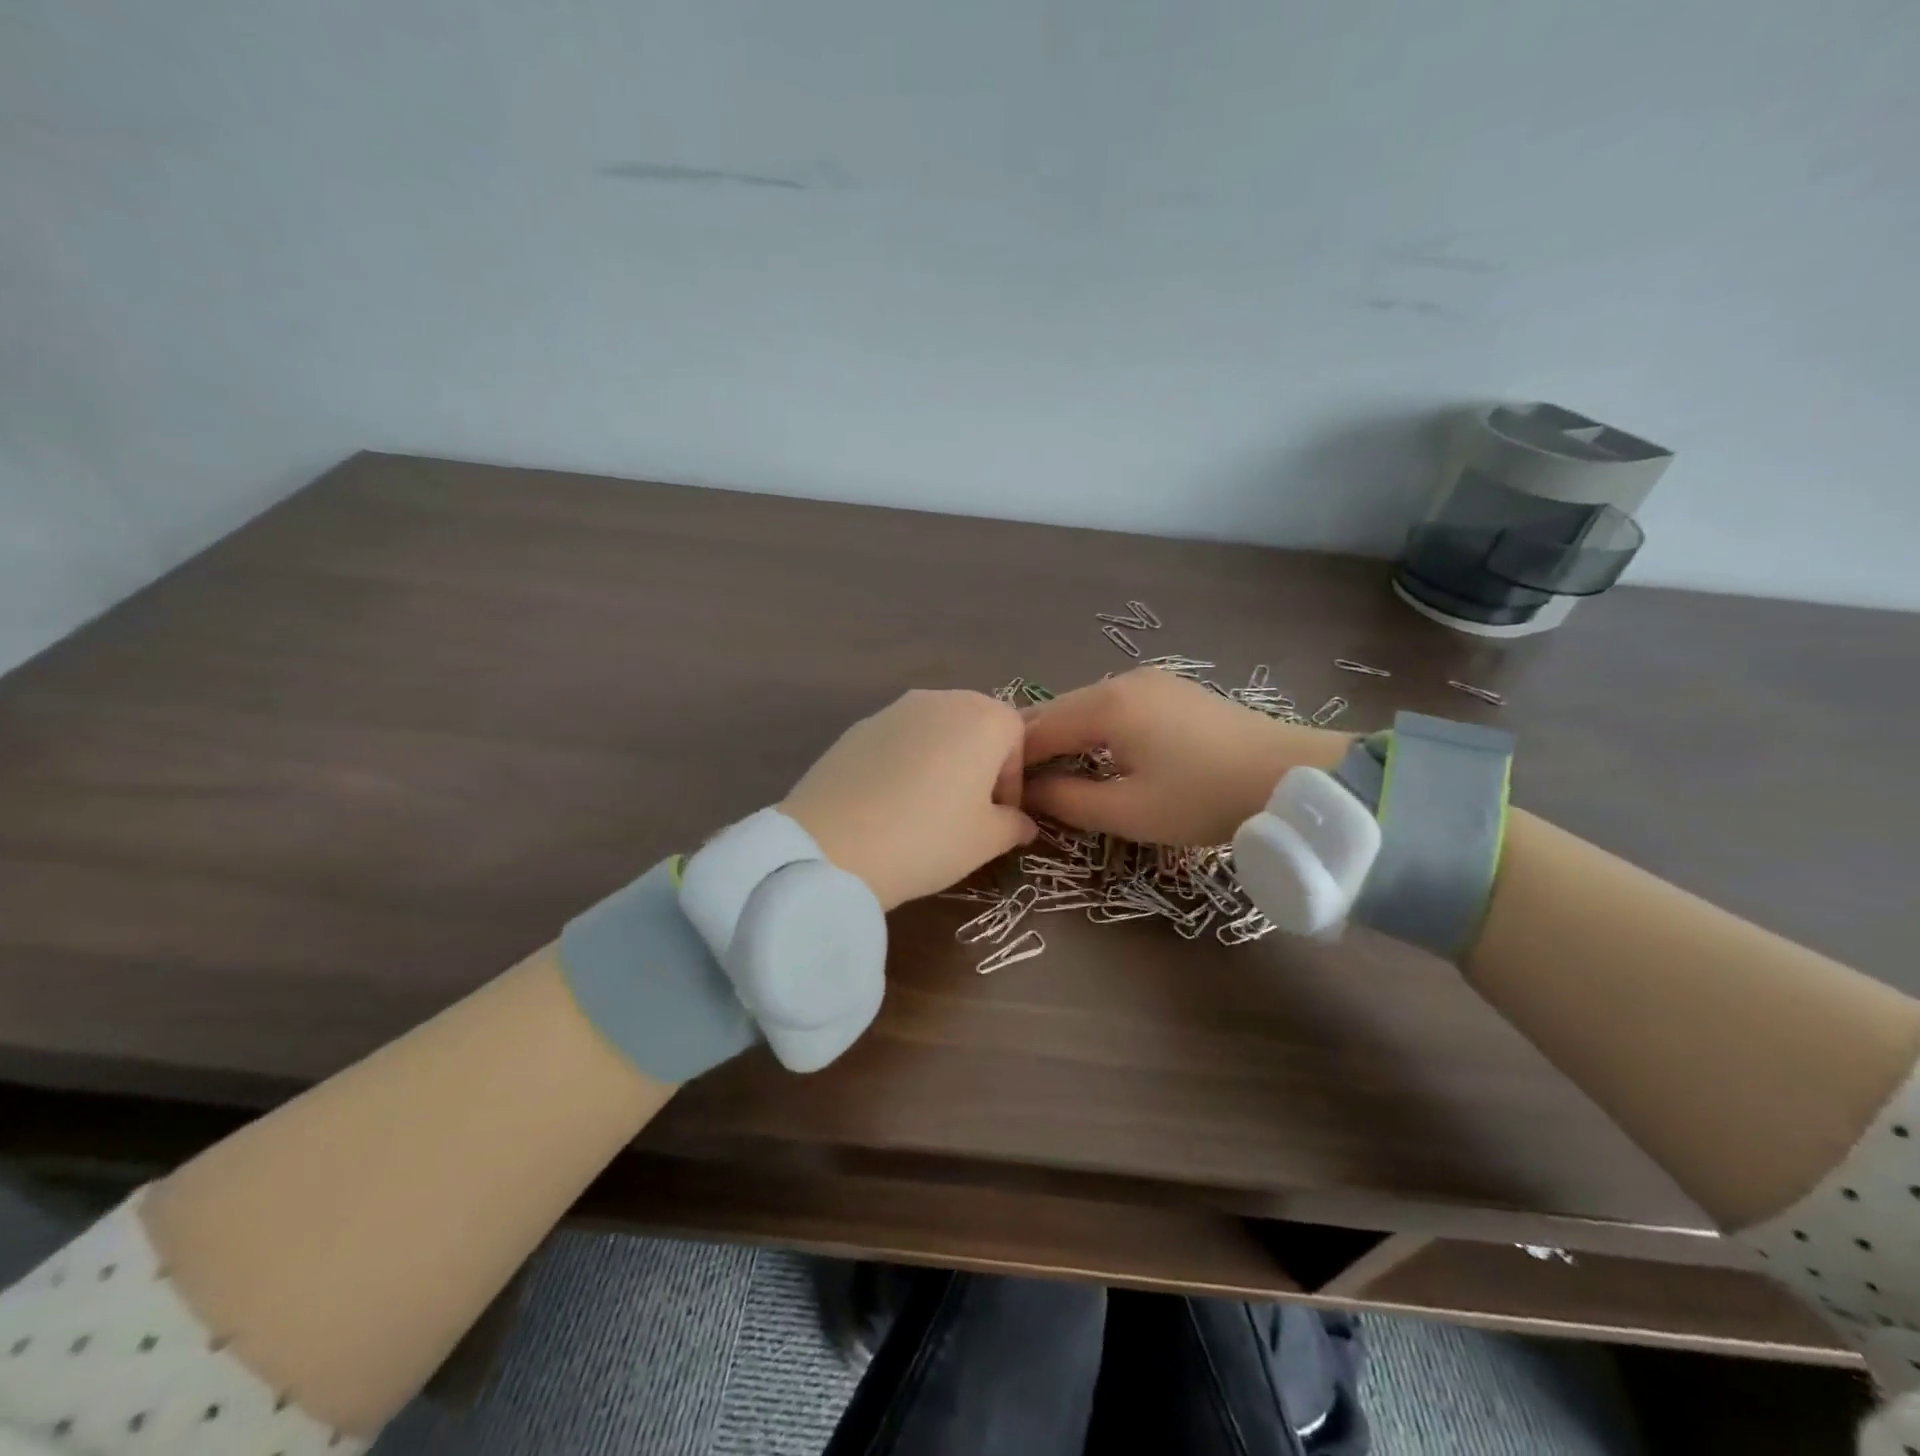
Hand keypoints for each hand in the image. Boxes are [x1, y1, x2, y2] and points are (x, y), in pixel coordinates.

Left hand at [782, 690, 1037, 910]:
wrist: (832, 846)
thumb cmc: (928, 838)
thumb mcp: (985, 841)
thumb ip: (1013, 825)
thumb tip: (1020, 822)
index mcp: (983, 717)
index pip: (1017, 736)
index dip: (1013, 779)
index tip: (1000, 817)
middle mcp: (940, 700)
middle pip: (975, 725)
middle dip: (980, 765)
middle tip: (968, 812)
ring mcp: (893, 709)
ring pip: (935, 731)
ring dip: (942, 762)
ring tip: (926, 809)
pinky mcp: (856, 727)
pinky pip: (897, 741)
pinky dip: (904, 764)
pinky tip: (888, 805)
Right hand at [1021, 669, 1349, 845]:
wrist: (1295, 777)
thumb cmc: (1205, 798)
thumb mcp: (1129, 811)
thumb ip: (1067, 800)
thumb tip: (1026, 795)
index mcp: (1105, 705)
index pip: (1035, 729)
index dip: (1011, 762)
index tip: (997, 794)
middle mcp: (1122, 680)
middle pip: (1057, 712)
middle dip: (1033, 748)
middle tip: (1019, 789)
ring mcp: (1150, 680)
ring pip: (1085, 708)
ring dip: (1064, 739)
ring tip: (1054, 777)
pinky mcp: (1172, 690)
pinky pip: (1114, 707)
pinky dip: (1093, 731)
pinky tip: (1096, 756)